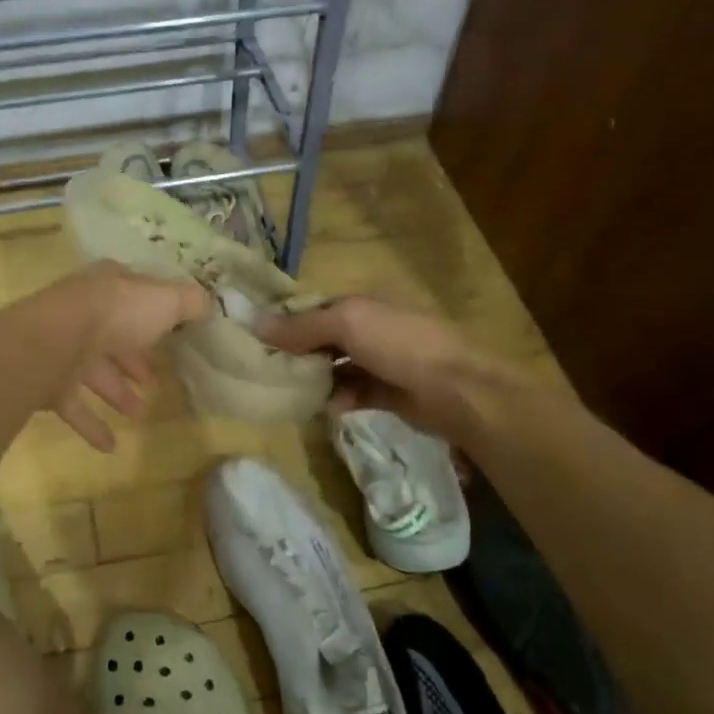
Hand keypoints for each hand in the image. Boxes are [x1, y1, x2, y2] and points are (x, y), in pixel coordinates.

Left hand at [30, 261, 210, 451]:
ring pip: (93, 371)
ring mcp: (62, 347)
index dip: (153, 316)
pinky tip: (111, 446)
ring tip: (139, 412)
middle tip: (154, 382)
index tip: (171, 338)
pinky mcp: (47, 381)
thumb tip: (208, 305)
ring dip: (117, 392)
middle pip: (112, 337)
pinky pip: (73, 405)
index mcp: (109, 287)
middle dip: (133, 360)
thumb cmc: (116, 314)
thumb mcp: (165, 300)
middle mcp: (83, 312)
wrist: (54, 340)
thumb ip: (190, 302)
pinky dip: (91, 425)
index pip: (133, 297)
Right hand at [257, 295, 518, 441]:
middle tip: (271, 371)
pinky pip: (354, 394)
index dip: (288, 322)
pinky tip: (332, 408)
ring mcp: (381, 362)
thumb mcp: (347, 324)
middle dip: (300, 354)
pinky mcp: (389, 394)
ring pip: (337, 369)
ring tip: (297, 393)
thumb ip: (303, 326)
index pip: (315, 309)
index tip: (258, 340)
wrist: (456, 390)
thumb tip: (257, 324)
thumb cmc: (399, 345)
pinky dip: (341, 400)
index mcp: (361, 305)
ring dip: (318, 380)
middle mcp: (370, 329)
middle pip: (324, 340)